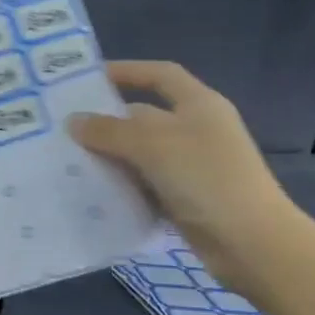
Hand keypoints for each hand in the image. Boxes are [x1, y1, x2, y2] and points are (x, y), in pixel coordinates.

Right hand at [68, 62, 300, 291]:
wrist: (252, 243)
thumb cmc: (206, 178)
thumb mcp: (153, 145)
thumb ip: (109, 130)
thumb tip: (74, 121)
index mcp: (198, 105)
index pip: (160, 75)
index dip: (126, 71)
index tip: (87, 78)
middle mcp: (195, 130)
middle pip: (143, 116)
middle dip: (106, 122)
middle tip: (63, 128)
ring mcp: (191, 166)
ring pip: (140, 153)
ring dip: (109, 157)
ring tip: (67, 161)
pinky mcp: (185, 198)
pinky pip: (144, 184)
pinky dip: (121, 186)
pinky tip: (92, 192)